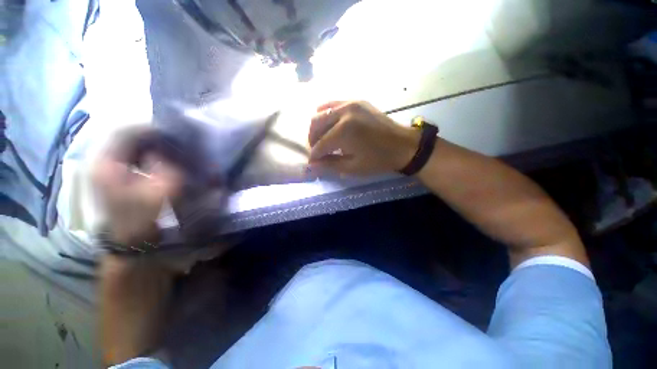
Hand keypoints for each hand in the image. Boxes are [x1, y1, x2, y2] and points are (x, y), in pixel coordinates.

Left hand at [92, 126, 182, 246]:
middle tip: (173, 139)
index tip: (173, 132)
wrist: (132, 240)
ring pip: (125, 145)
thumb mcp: (163, 190)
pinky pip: (127, 156)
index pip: (125, 132)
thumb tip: (164, 150)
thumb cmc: (146, 216)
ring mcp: (104, 169)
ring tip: (168, 147)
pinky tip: (157, 158)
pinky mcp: (111, 176)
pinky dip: (143, 153)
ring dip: (147, 144)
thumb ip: (166, 165)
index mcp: (107, 164)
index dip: (150, 129)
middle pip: (124, 137)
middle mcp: (100, 162)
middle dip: (150, 135)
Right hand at [308, 101, 419, 175]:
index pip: (320, 144)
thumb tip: (312, 166)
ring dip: (317, 127)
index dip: (314, 155)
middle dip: (312, 139)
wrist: (403, 145)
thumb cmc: (378, 160)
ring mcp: (351, 103)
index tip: (313, 163)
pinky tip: (329, 125)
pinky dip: (326, 114)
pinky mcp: (357, 101)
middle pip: (316, 123)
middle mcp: (344, 113)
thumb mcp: (353, 167)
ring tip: (322, 139)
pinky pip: (334, 104)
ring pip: (322, 111)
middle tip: (317, 151)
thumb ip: (330, 165)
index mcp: (344, 131)